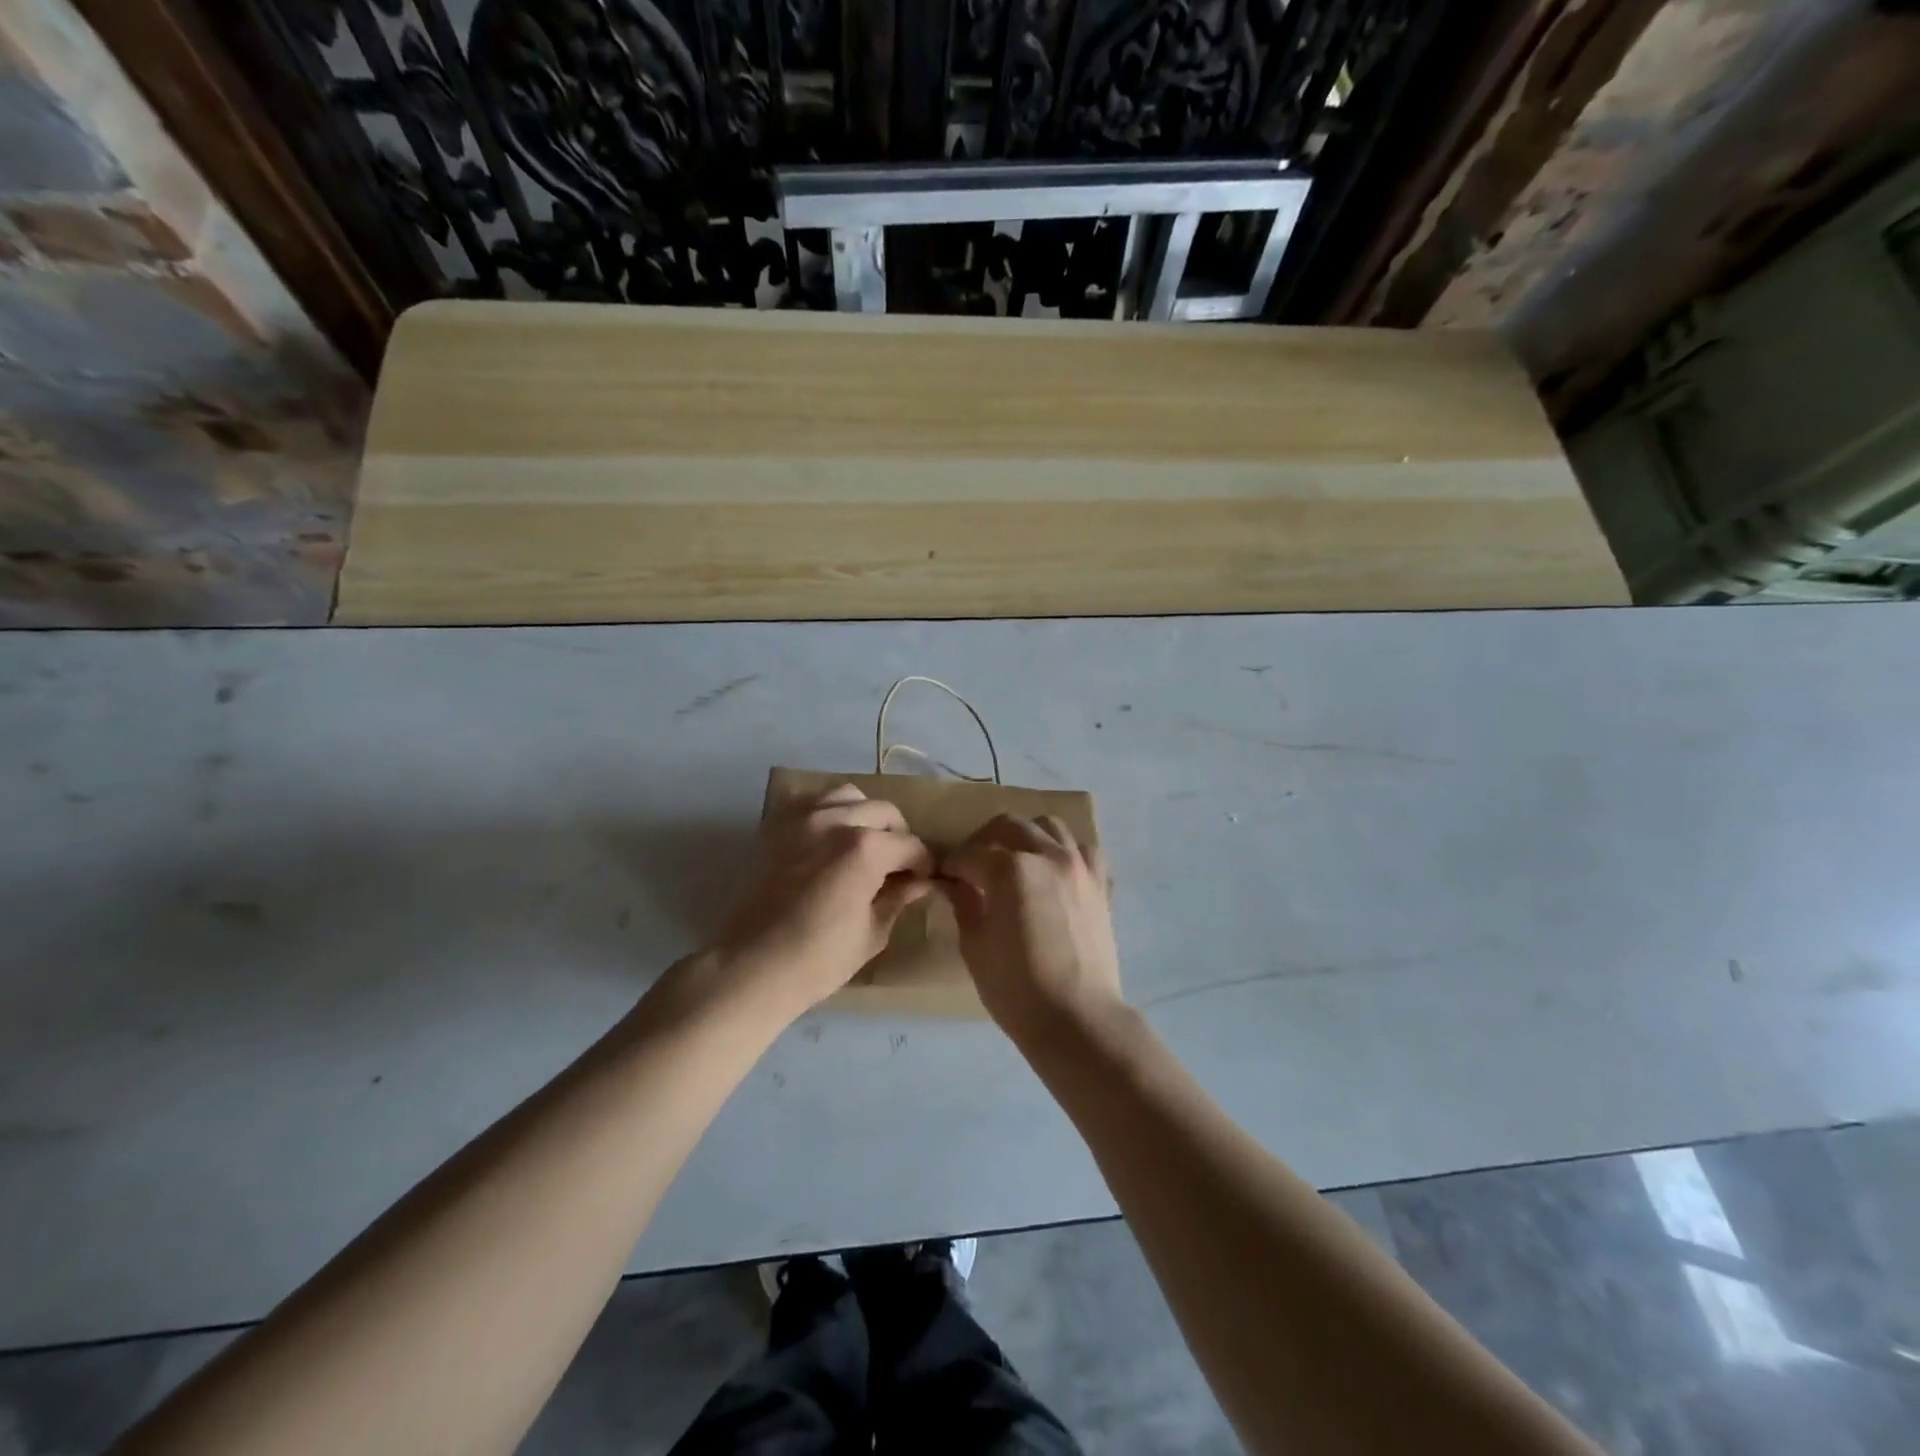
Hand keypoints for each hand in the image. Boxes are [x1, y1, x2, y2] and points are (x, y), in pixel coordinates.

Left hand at [708, 784, 933, 1020]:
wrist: (750, 966)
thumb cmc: (817, 959)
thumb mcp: (872, 934)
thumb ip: (897, 898)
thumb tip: (918, 882)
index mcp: (866, 848)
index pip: (910, 845)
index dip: (923, 864)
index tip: (922, 880)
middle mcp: (836, 820)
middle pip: (884, 811)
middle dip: (898, 836)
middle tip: (896, 865)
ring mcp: (803, 817)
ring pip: (849, 795)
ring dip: (864, 815)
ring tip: (864, 845)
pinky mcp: (778, 825)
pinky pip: (813, 802)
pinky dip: (830, 812)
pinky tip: (831, 840)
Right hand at [941, 814, 1123, 1042]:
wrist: (1078, 1019)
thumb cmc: (1016, 989)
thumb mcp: (975, 946)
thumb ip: (964, 904)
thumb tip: (953, 884)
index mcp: (1010, 870)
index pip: (970, 855)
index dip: (950, 865)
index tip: (941, 876)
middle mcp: (1046, 855)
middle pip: (1008, 826)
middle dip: (983, 839)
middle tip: (971, 864)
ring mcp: (1078, 866)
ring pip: (1049, 826)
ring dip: (1025, 835)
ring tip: (1013, 859)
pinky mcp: (1099, 883)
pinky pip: (1082, 849)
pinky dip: (1063, 850)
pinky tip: (1053, 870)